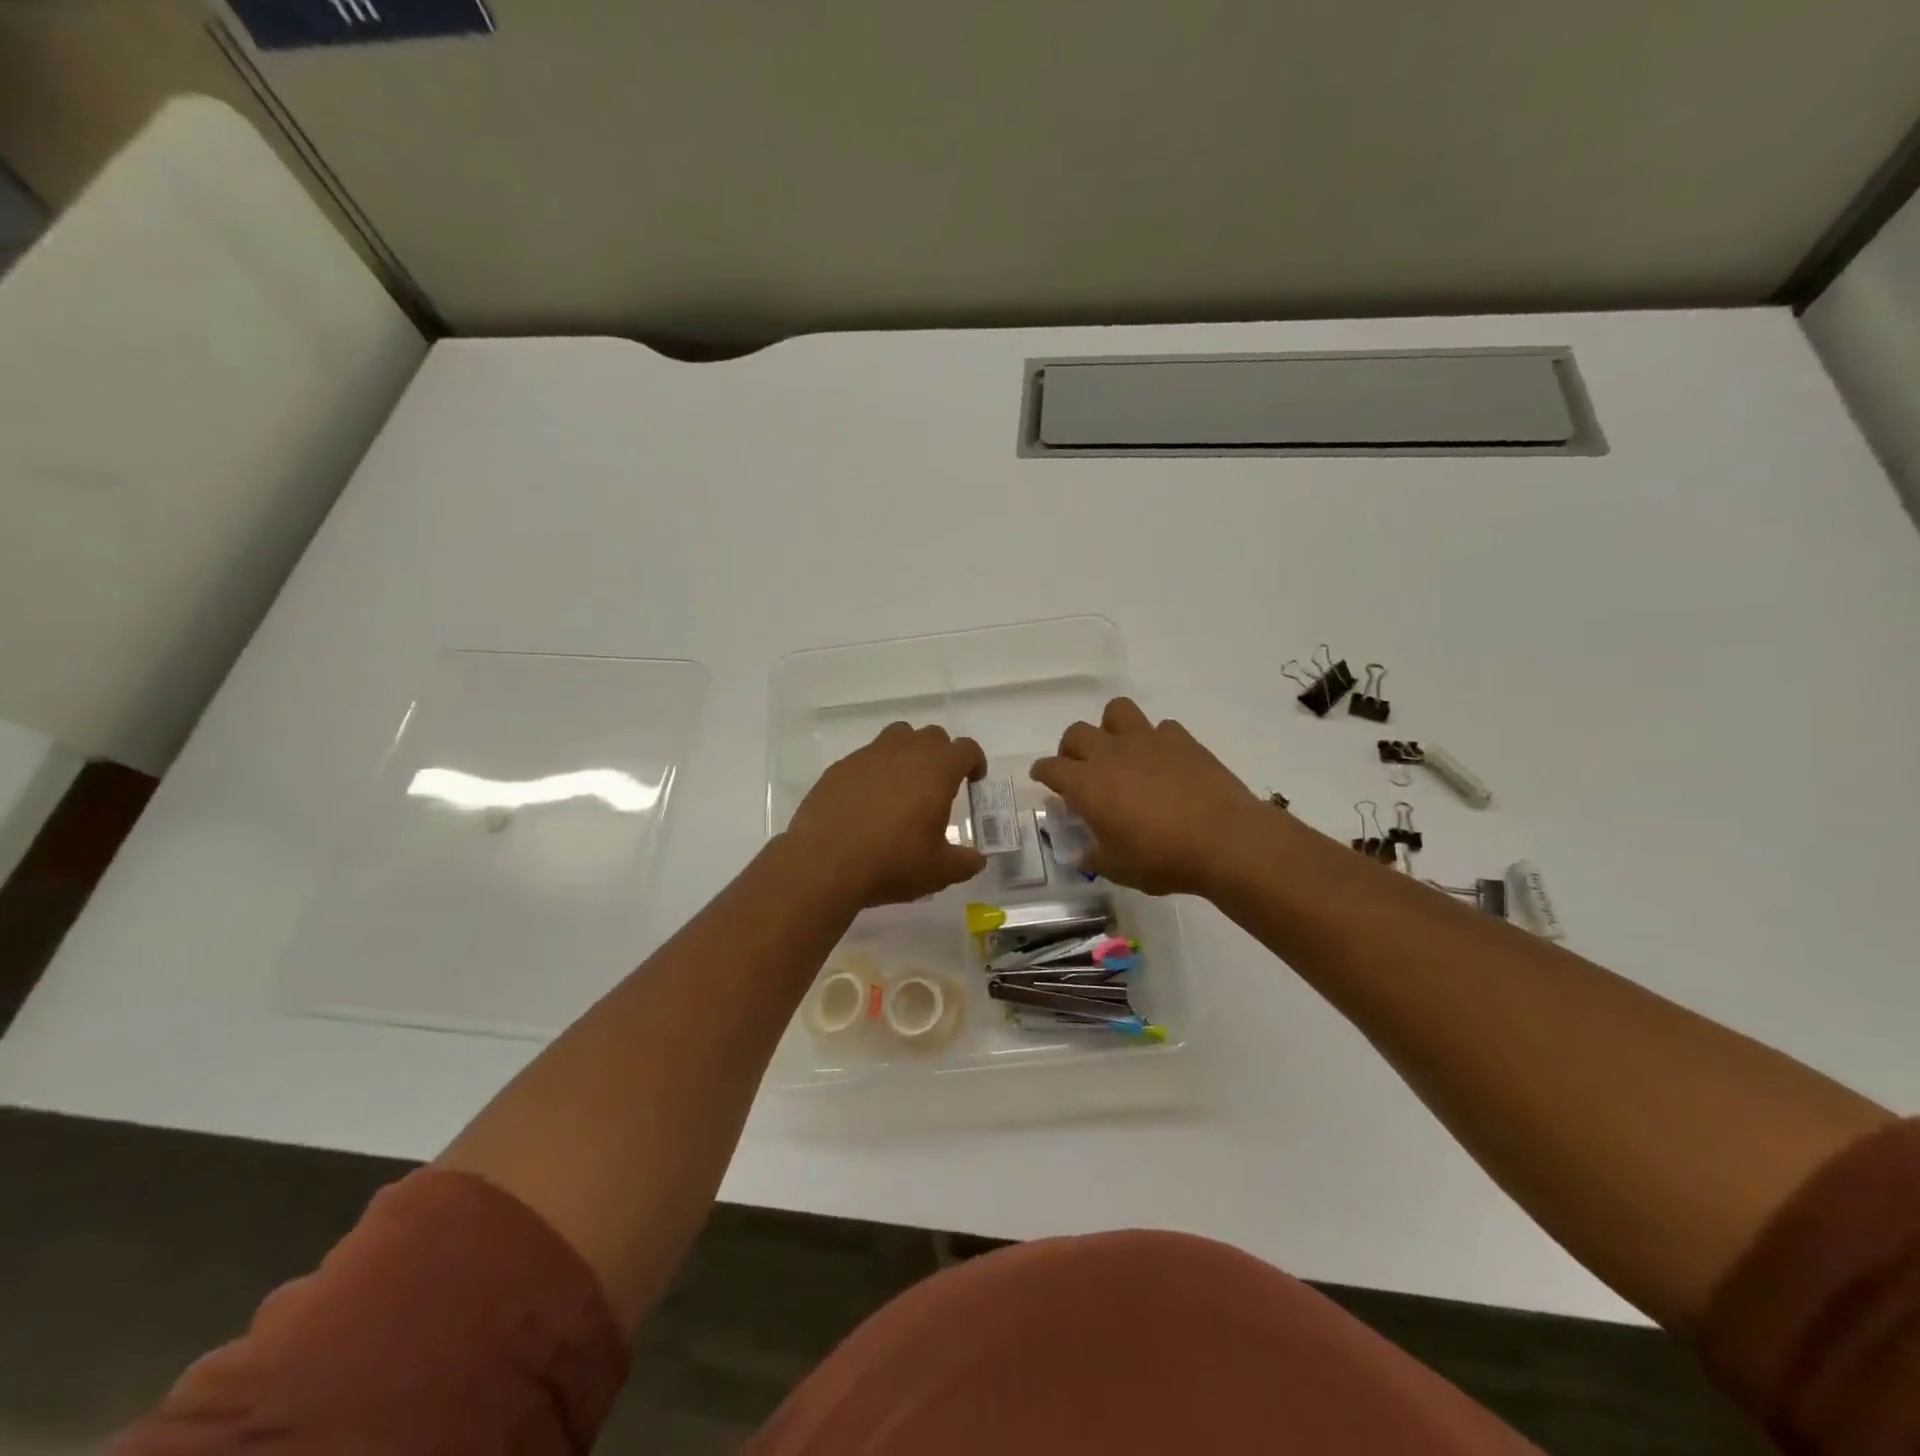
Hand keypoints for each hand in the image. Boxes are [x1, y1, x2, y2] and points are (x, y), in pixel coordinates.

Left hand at [784, 722, 987, 909]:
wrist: (825, 863)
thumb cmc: (892, 862)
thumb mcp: (938, 871)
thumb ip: (965, 862)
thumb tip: (977, 859)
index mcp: (936, 769)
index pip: (965, 748)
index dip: (974, 762)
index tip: (973, 781)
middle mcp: (904, 751)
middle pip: (932, 736)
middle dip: (941, 755)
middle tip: (939, 785)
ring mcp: (868, 755)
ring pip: (897, 737)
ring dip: (908, 754)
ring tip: (904, 786)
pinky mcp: (839, 768)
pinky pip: (866, 759)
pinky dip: (875, 772)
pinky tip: (868, 802)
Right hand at [1031, 698, 1262, 895]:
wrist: (1223, 839)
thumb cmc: (1160, 857)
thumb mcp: (1116, 868)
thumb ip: (1094, 856)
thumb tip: (1088, 852)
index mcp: (1086, 783)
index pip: (1050, 767)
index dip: (1043, 772)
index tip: (1043, 778)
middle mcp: (1110, 753)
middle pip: (1076, 733)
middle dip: (1071, 749)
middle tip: (1082, 770)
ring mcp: (1147, 740)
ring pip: (1116, 711)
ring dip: (1111, 728)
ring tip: (1120, 752)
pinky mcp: (1181, 739)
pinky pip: (1160, 728)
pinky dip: (1156, 741)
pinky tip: (1164, 762)